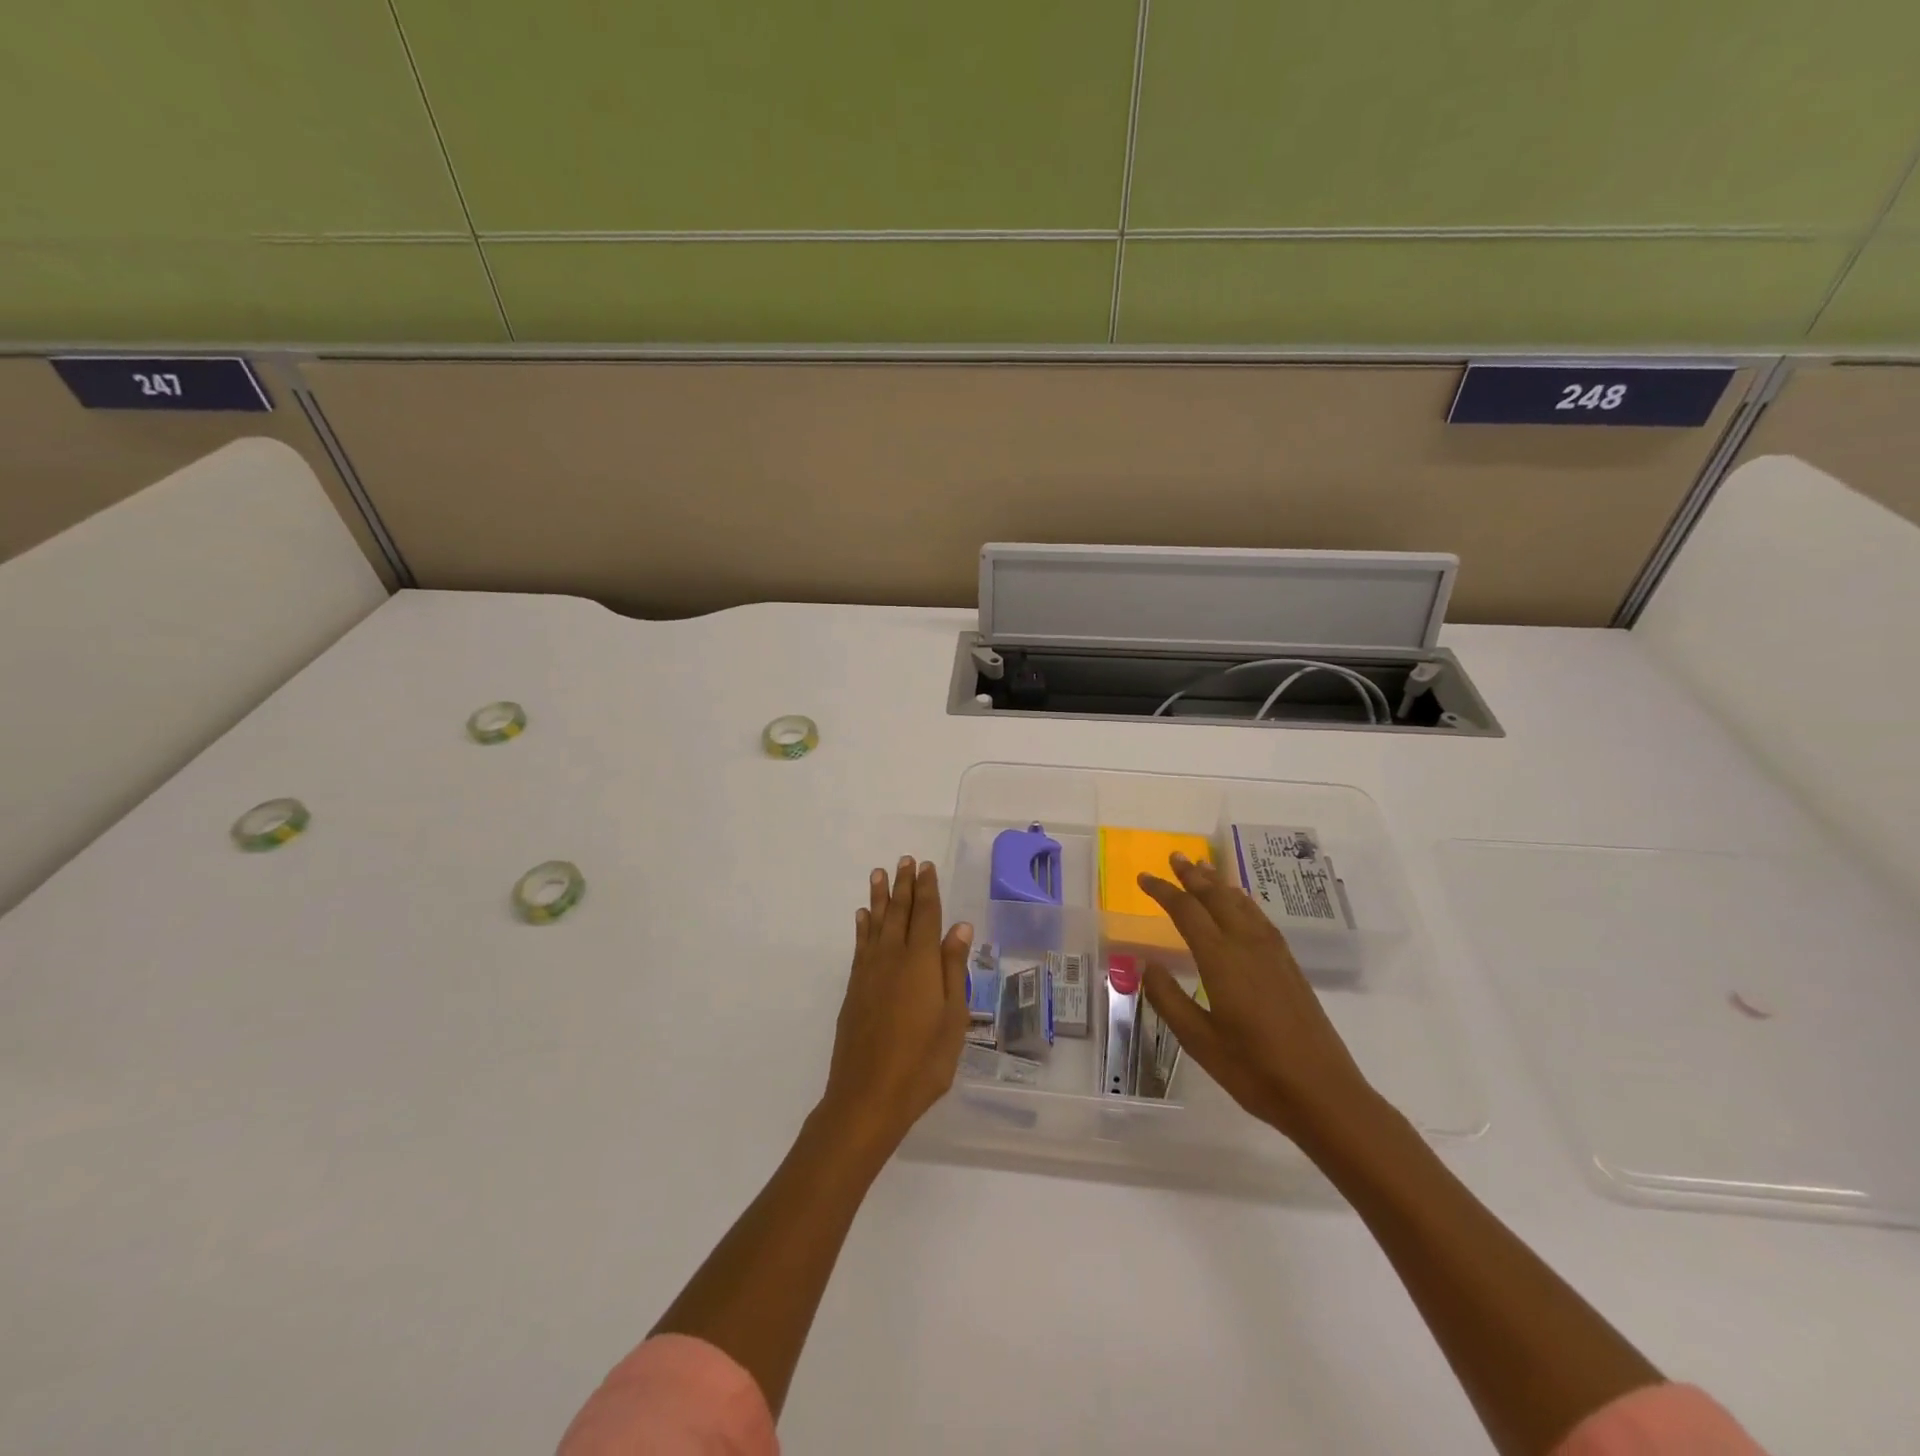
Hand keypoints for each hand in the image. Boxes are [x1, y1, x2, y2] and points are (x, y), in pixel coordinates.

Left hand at [819, 857, 972, 1153]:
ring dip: (879, 898)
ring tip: (880, 874)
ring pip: (875, 924)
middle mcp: (891, 958)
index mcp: (920, 962)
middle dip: (903, 885)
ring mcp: (869, 973)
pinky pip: (860, 946)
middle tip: (905, 860)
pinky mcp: (854, 989)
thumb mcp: (952, 1018)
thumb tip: (960, 927)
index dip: (927, 889)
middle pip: (898, 912)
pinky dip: (862, 927)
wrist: (868, 1096)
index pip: (925, 915)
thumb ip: (953, 969)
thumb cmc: (922, 1062)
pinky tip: (862, 917)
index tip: (926, 866)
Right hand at [1138, 852, 1376, 1143]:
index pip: (1187, 912)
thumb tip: (1147, 964)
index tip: (1143, 877)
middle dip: (1193, 876)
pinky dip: (1244, 901)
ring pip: (1241, 904)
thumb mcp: (1199, 1041)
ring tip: (1204, 867)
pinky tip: (1242, 903)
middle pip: (1217, 898)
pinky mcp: (1289, 967)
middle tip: (1175, 856)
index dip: (1163, 891)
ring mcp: (1274, 954)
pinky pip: (1260, 918)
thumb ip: (1169, 999)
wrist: (1324, 1094)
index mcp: (1221, 960)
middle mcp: (1248, 946)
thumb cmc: (1255, 1071)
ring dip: (1219, 883)